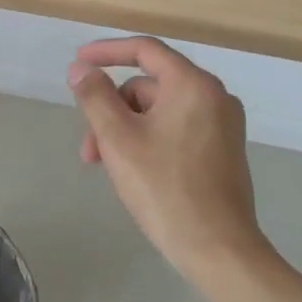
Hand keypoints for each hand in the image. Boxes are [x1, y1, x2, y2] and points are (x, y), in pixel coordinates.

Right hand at [68, 36, 269, 285]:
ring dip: (126, 130)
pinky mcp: (222, 151)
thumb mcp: (118, 139)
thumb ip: (95, 96)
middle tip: (89, 149)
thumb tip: (80, 69)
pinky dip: (148, 140)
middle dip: (112, 110)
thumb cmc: (164, 188)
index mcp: (193, 85)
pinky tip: (132, 171)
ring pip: (158, 112)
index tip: (78, 61)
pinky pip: (175, 129)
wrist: (219, 250)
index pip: (145, 50)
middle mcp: (214, 97)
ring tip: (106, 167)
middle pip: (148, 87)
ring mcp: (222, 125)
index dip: (107, 52)